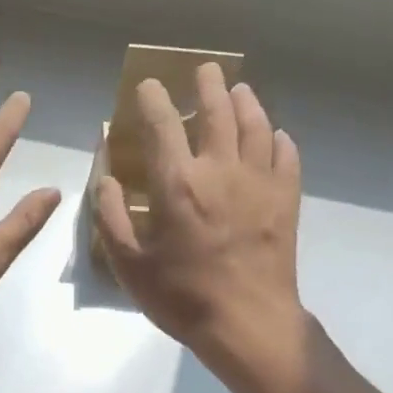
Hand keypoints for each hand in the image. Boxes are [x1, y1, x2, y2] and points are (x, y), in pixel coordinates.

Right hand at [94, 63, 307, 384]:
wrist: (247, 323)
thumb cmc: (181, 297)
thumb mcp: (129, 265)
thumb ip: (110, 218)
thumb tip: (106, 179)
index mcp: (178, 184)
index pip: (162, 125)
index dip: (153, 99)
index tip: (148, 86)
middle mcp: (221, 170)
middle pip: (217, 112)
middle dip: (208, 85)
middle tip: (204, 70)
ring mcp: (260, 182)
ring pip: (256, 126)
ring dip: (246, 102)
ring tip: (239, 90)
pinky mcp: (286, 199)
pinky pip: (286, 155)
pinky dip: (278, 138)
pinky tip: (273, 136)